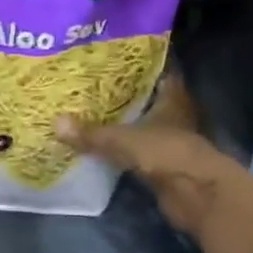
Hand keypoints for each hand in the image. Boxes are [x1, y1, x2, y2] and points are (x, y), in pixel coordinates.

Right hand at [55, 77, 252, 241]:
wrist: (196, 196)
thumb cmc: (166, 153)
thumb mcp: (123, 140)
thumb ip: (91, 133)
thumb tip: (55, 123)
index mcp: (172, 97)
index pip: (159, 72)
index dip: (141, 64)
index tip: (116, 57)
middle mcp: (175, 115)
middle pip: (150, 99)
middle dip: (126, 93)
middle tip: (94, 84)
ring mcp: (172, 141)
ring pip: (145, 124)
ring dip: (126, 121)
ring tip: (92, 111)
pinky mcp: (166, 165)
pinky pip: (141, 149)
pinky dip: (126, 147)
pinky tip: (104, 143)